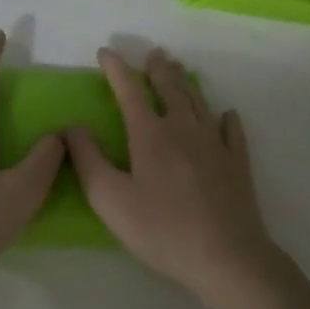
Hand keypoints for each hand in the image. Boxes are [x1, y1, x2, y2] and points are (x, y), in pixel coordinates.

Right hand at [66, 47, 287, 307]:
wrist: (226, 256)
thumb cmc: (161, 229)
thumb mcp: (109, 198)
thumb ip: (88, 159)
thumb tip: (72, 126)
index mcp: (150, 134)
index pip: (129, 91)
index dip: (115, 69)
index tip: (105, 52)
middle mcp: (184, 129)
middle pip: (170, 88)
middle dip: (158, 69)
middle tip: (154, 53)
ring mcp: (215, 144)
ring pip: (199, 102)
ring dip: (185, 83)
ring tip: (179, 71)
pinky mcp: (237, 163)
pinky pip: (231, 130)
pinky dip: (225, 118)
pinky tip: (226, 114)